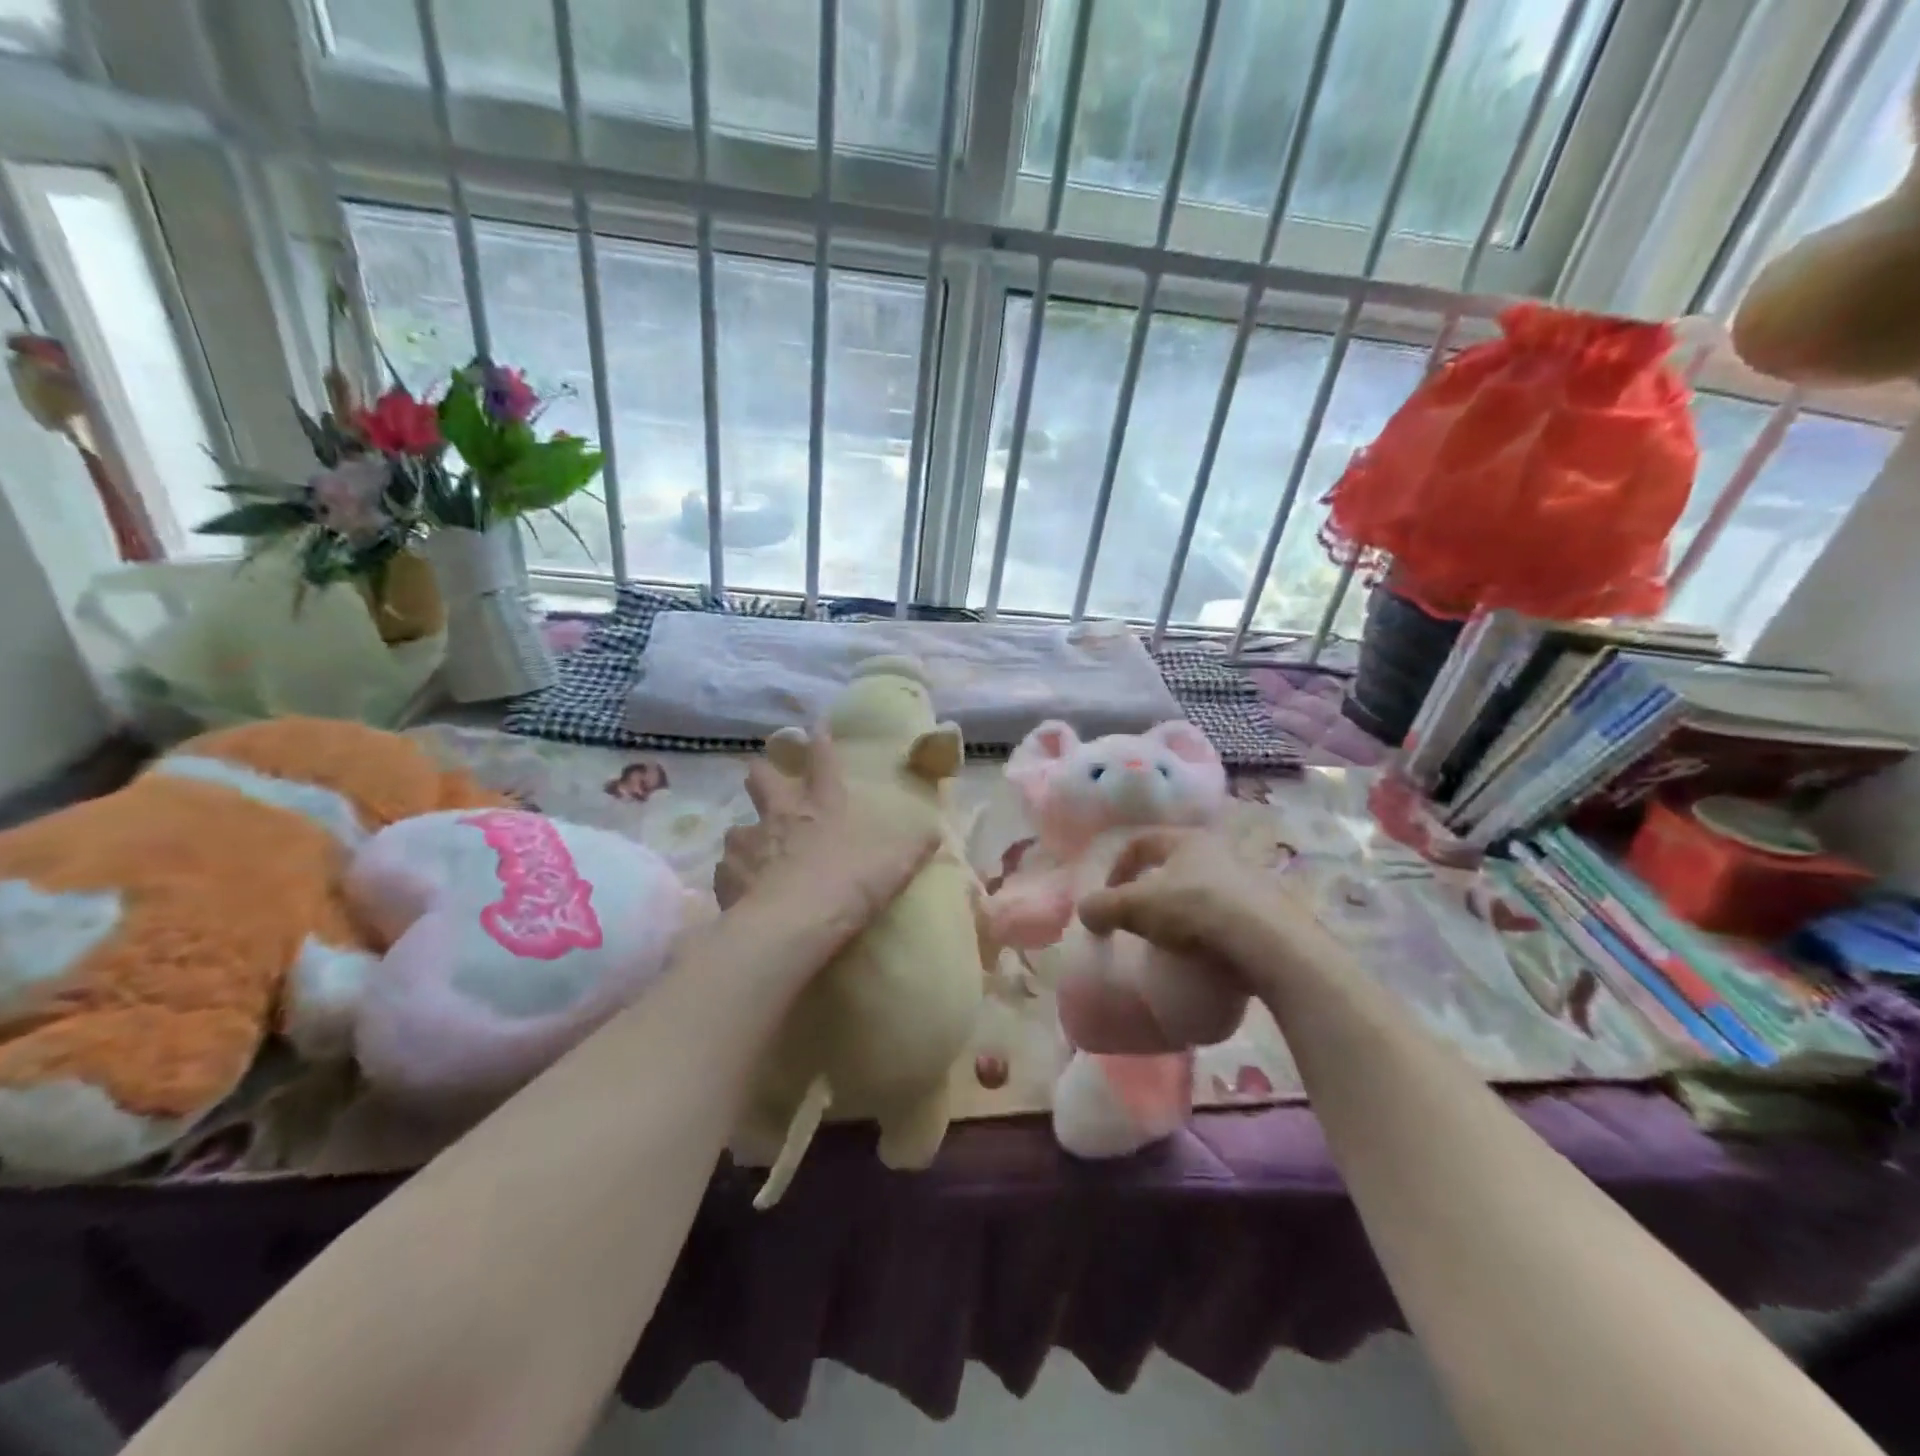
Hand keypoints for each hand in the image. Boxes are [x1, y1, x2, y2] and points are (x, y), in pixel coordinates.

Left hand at [713, 734, 938, 965]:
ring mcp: (748, 843)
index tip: (816, 727)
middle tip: (764, 780)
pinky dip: (734, 878)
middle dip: (761, 774)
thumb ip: (913, 846)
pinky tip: (742, 892)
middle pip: (760, 777)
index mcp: (821, 804)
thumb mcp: (895, 864)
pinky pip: (726, 871)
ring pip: (737, 827)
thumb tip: (933, 832)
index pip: (822, 760)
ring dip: (745, 836)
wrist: (796, 923)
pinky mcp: (726, 876)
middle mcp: (780, 813)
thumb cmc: (850, 884)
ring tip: (753, 853)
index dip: (820, 741)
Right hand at [1077, 828, 1343, 997]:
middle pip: (1174, 866)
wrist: (1269, 943)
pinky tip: (1203, 956)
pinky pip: (1227, 917)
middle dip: (1152, 891)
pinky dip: (1209, 932)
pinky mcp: (1268, 913)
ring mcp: (1249, 881)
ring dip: (1182, 912)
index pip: (1141, 843)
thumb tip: (1086, 913)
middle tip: (1138, 920)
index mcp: (1186, 840)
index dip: (1117, 868)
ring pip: (1202, 891)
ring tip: (1171, 943)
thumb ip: (1102, 907)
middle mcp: (1220, 851)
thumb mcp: (1135, 908)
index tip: (1107, 898)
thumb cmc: (1194, 910)